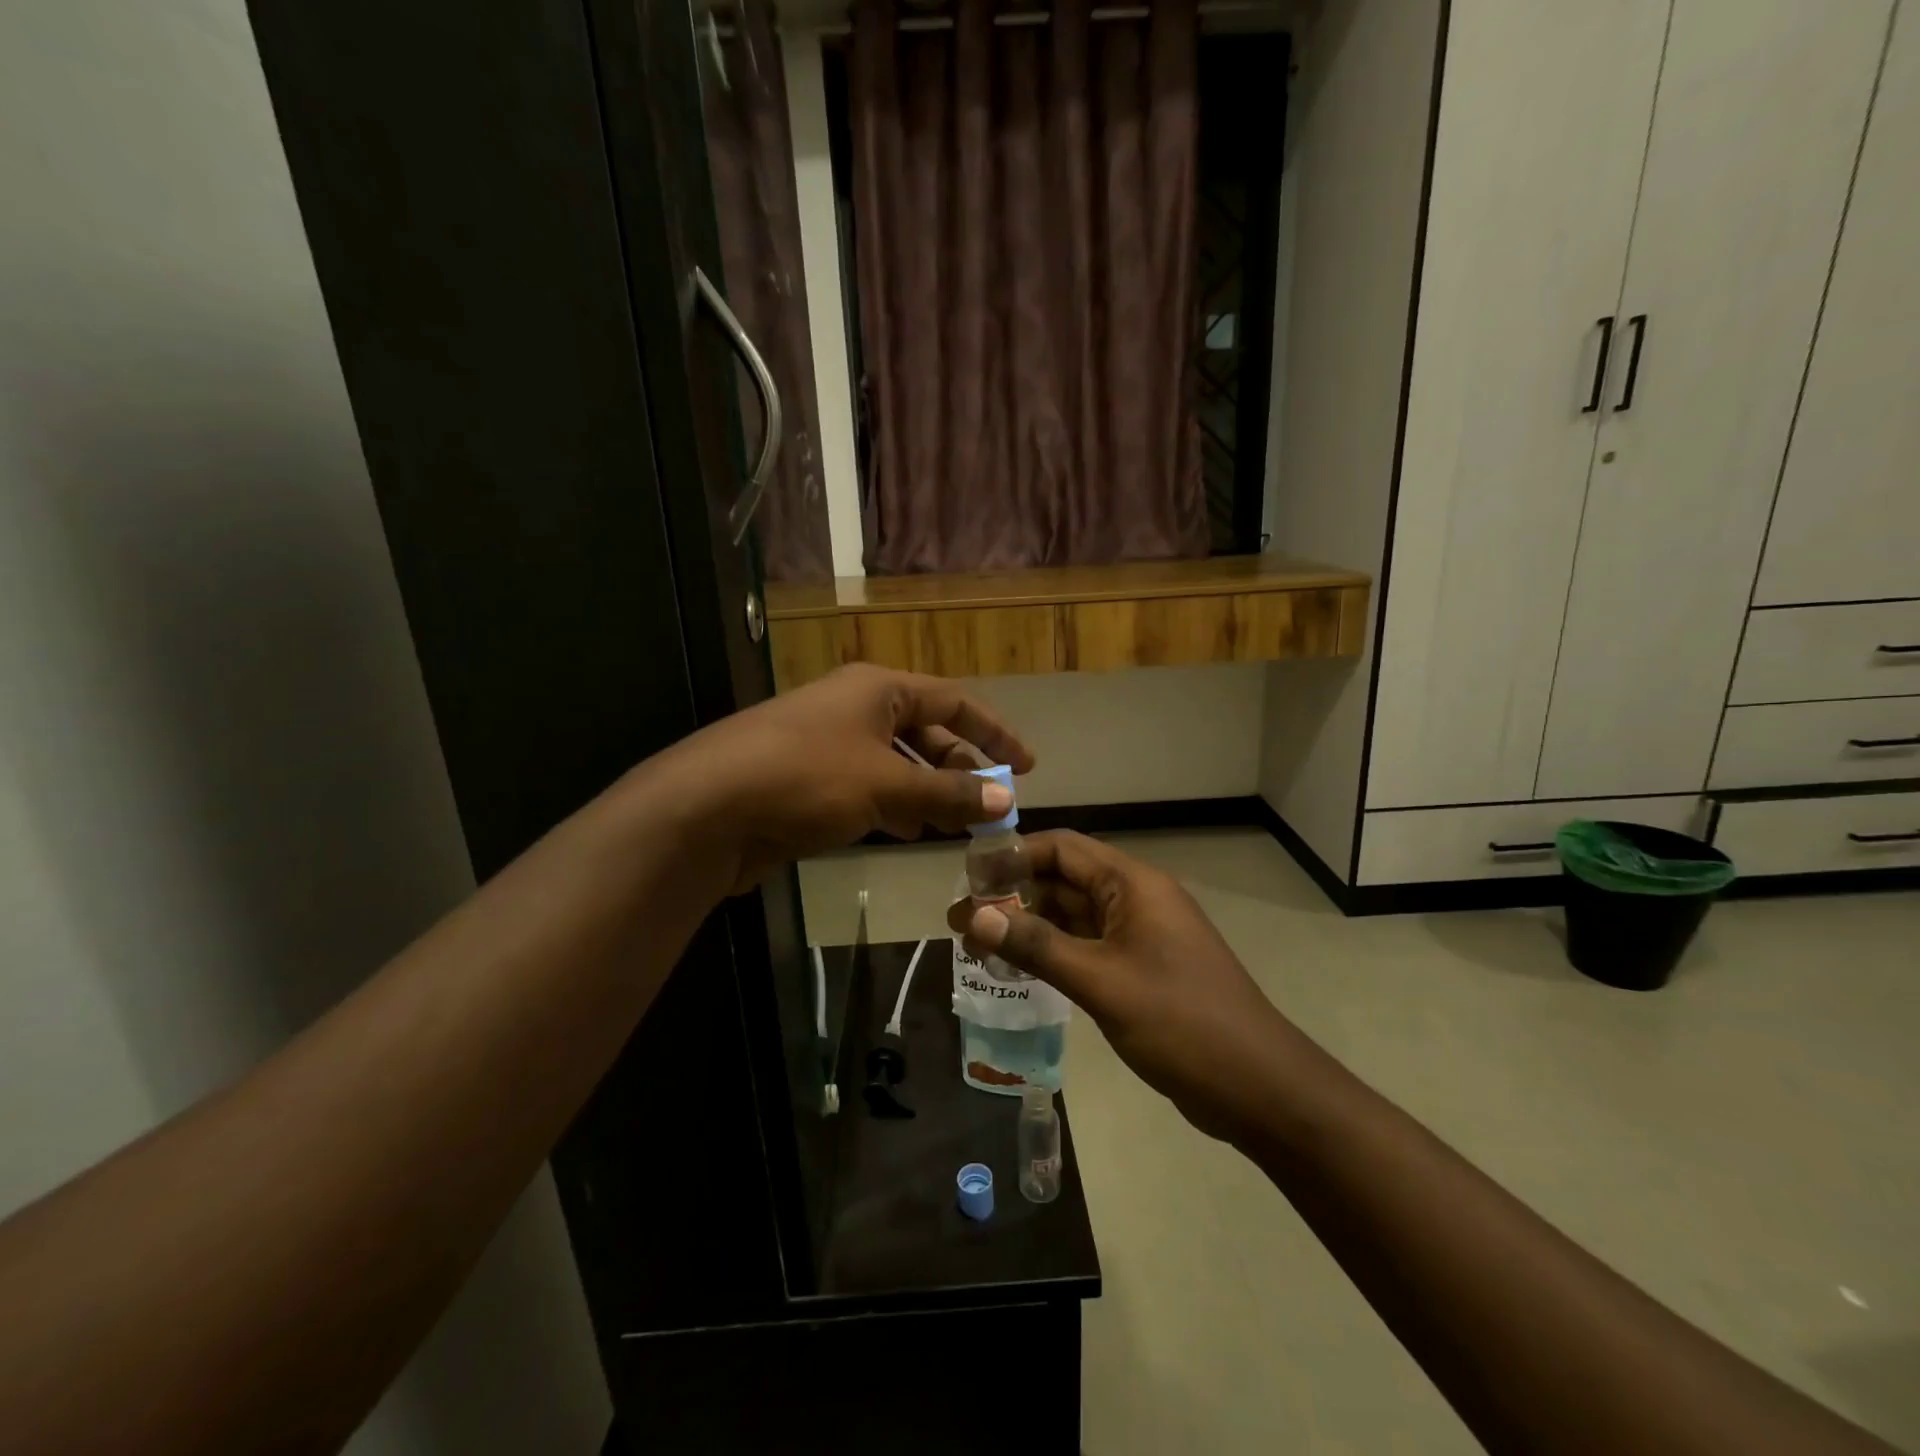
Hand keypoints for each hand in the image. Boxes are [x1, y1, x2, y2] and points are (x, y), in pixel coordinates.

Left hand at [658, 665, 1033, 893]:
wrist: (708, 808)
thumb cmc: (807, 777)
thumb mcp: (887, 785)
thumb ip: (948, 791)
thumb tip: (1007, 798)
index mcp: (878, 689)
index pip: (954, 702)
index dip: (994, 732)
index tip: (1026, 765)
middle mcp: (855, 707)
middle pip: (926, 731)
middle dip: (961, 767)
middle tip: (992, 804)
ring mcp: (828, 743)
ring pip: (897, 763)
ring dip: (930, 791)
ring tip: (958, 824)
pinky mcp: (808, 779)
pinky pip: (868, 787)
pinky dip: (895, 806)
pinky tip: (908, 832)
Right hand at [947, 830, 1300, 1144]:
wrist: (1259, 1087)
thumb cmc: (1182, 1023)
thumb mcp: (1102, 982)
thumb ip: (1037, 946)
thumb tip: (975, 916)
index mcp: (1134, 884)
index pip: (1062, 848)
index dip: (1013, 856)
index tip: (968, 878)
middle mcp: (1136, 899)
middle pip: (1064, 879)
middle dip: (1014, 895)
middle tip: (963, 920)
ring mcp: (1140, 935)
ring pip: (1073, 915)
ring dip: (1030, 925)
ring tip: (979, 945)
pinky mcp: (1140, 968)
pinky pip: (1087, 945)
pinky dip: (1053, 951)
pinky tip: (1019, 969)